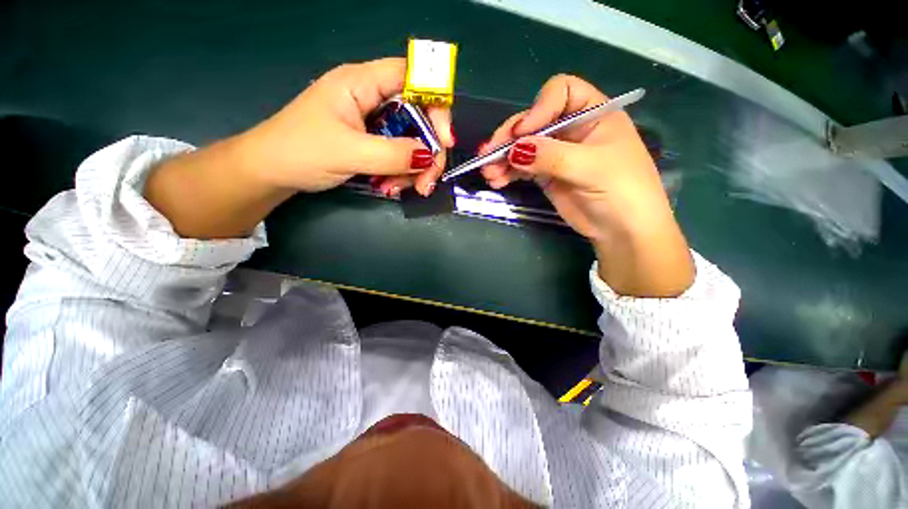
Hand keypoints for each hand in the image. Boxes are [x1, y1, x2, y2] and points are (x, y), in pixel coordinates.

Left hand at [235, 58, 453, 193]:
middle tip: (426, 181)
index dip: (435, 103)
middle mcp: (372, 98)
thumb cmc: (300, 151)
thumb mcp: (349, 152)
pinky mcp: (371, 142)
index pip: (413, 77)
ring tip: (397, 190)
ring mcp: (372, 123)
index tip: (445, 139)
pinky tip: (389, 188)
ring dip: (412, 169)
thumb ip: (392, 154)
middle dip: (427, 151)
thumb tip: (430, 156)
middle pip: (418, 117)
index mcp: (361, 83)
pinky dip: (400, 173)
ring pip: (411, 141)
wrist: (271, 172)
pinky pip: (398, 155)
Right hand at [480, 75, 693, 296]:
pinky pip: (521, 167)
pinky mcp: (545, 174)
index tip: (522, 133)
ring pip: (522, 146)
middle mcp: (571, 128)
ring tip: (489, 174)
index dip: (538, 108)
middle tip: (488, 155)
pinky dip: (507, 172)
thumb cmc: (621, 191)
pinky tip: (496, 181)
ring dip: (502, 158)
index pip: (560, 92)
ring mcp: (555, 152)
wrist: (621, 230)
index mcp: (593, 113)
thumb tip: (514, 150)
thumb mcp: (590, 168)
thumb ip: (552, 156)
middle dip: (508, 137)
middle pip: (533, 121)